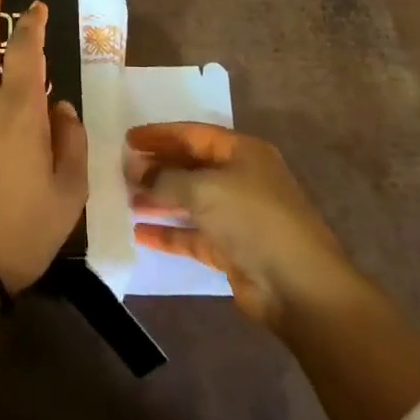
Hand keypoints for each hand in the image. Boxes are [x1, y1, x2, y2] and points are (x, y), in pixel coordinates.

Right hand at [126, 122, 356, 329]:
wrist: (298, 285)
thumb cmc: (253, 219)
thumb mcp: (204, 189)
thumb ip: (165, 178)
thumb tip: (137, 173)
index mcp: (242, 152)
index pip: (194, 134)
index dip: (160, 135)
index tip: (128, 139)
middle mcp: (240, 178)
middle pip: (191, 166)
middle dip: (158, 167)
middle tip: (122, 169)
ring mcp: (236, 215)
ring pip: (190, 200)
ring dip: (159, 199)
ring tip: (125, 198)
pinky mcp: (231, 248)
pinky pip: (192, 234)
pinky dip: (168, 232)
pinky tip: (139, 232)